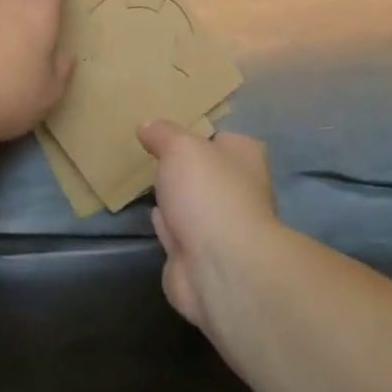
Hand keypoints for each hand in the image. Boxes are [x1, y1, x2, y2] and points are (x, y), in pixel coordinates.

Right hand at [138, 121, 280, 333]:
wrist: (219, 265)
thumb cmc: (208, 192)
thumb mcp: (180, 147)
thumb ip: (162, 134)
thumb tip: (147, 125)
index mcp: (244, 158)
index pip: (223, 138)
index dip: (199, 133)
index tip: (171, 130)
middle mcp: (239, 190)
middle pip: (208, 172)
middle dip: (185, 168)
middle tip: (153, 154)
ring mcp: (221, 227)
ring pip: (193, 204)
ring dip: (175, 197)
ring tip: (149, 180)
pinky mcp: (200, 257)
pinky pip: (179, 232)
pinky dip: (167, 225)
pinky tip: (152, 214)